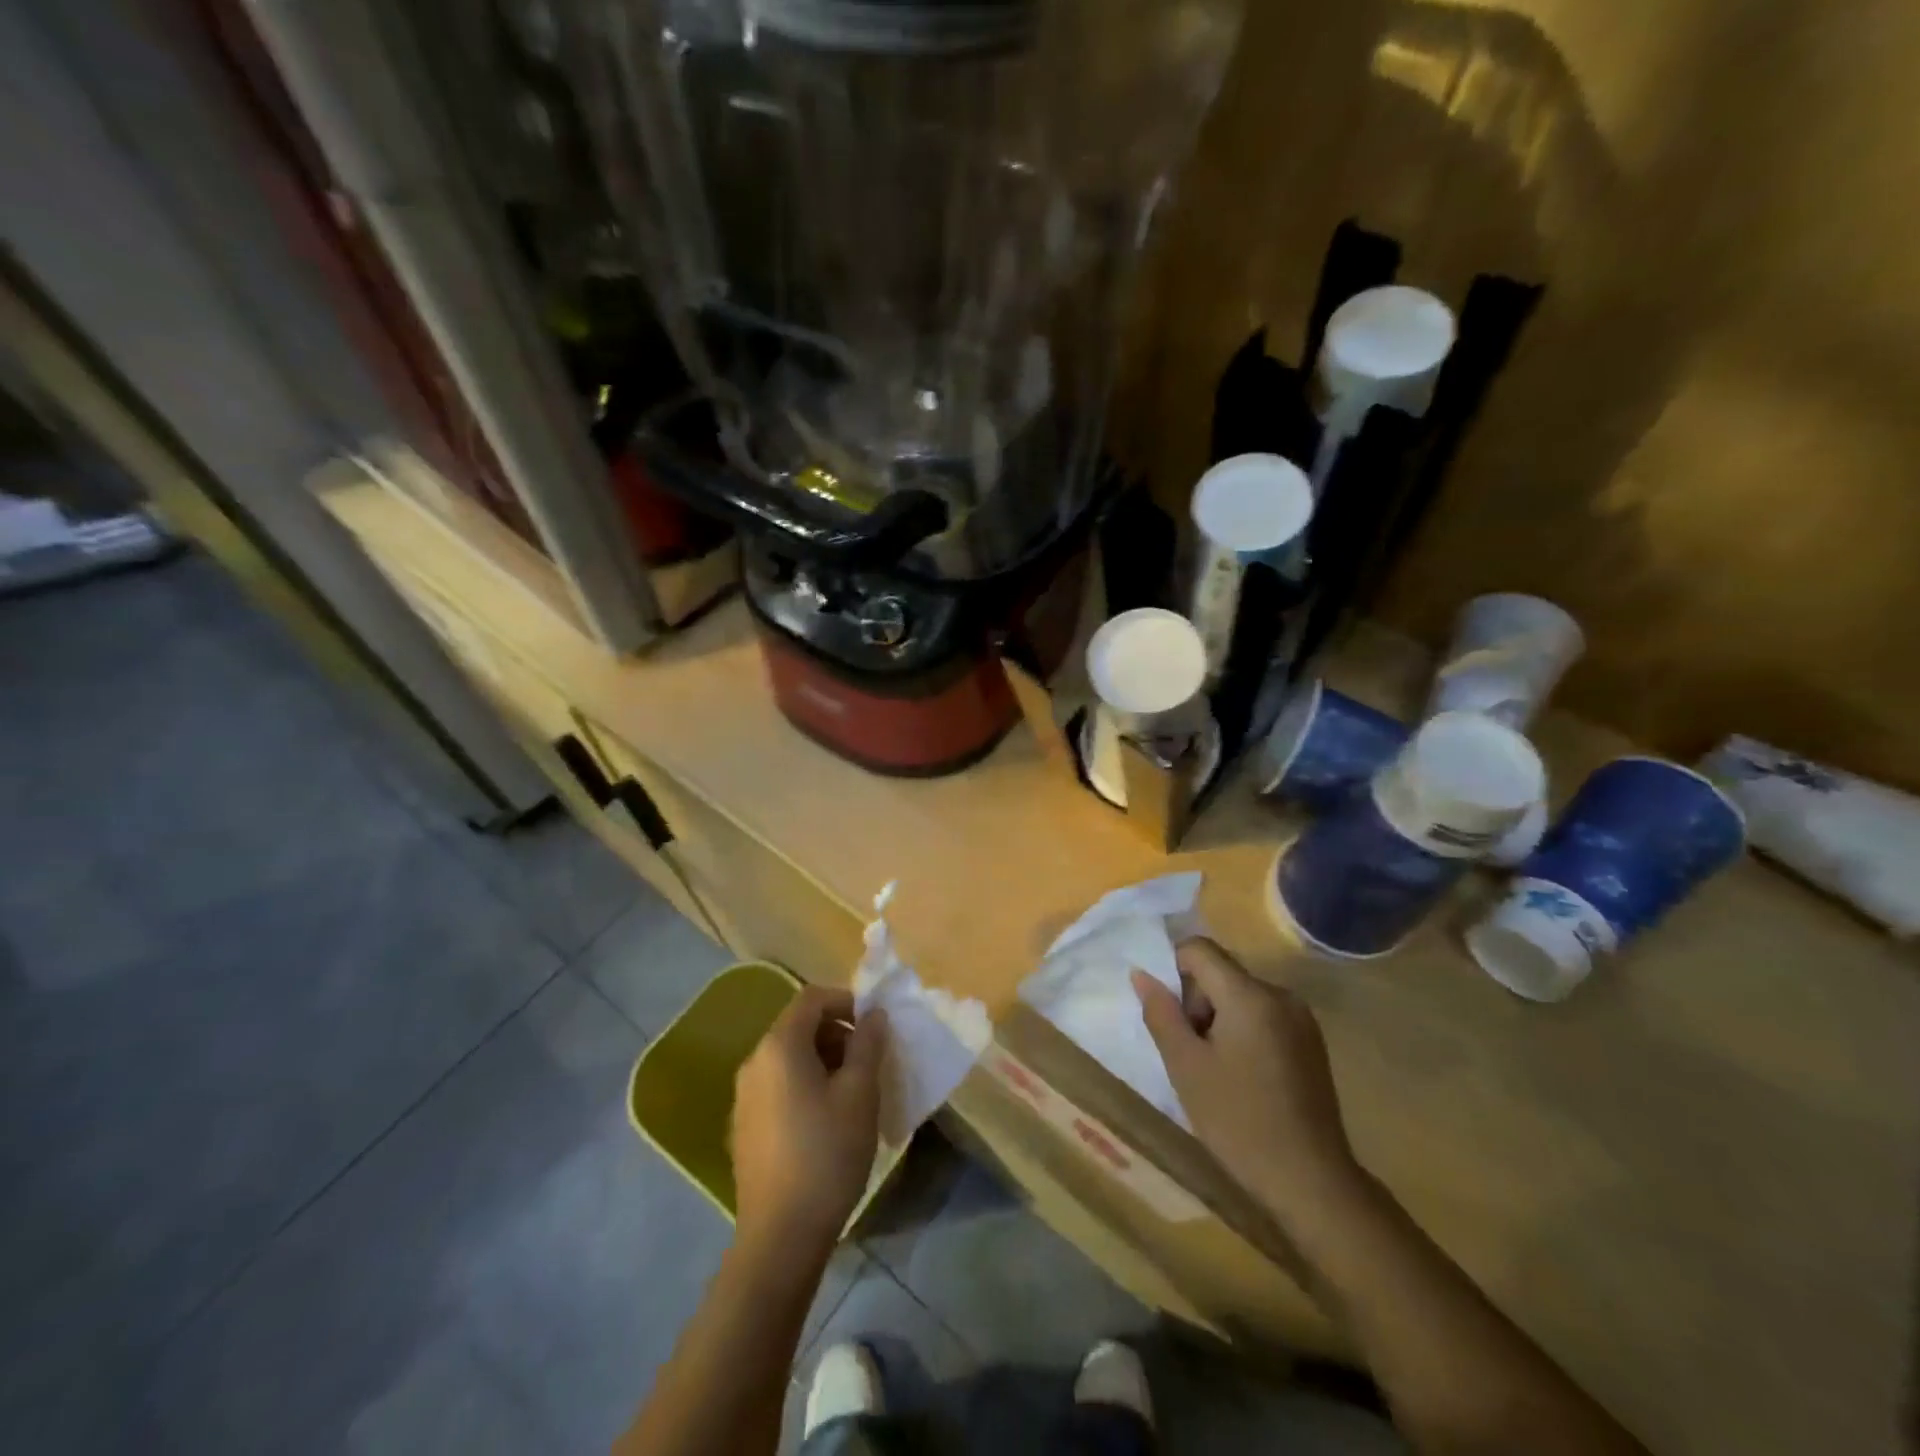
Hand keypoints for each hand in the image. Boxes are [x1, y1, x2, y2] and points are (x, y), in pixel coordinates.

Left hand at [731, 986, 886, 1253]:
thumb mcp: (860, 1093)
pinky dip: (805, 1085)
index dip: (846, 1001)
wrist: (781, 1235)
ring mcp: (743, 1097)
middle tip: (869, 1062)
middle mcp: (754, 1062)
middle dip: (837, 1033)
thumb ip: (868, 1044)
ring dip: (823, 1060)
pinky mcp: (744, 1126)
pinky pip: (778, 1086)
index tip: (874, 1026)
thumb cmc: (827, 1153)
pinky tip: (827, 1120)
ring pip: (788, 1058)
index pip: (812, 999)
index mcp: (778, 1046)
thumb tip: (874, 1014)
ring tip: (854, 1092)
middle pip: (798, 1027)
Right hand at [1133, 938, 1361, 1235]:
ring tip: (1215, 1070)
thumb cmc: (1239, 1121)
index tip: (1169, 1016)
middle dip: (1196, 1001)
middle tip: (1190, 1052)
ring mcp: (1301, 1018)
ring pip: (1240, 994)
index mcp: (1250, 995)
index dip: (1172, 970)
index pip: (1199, 949)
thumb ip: (1161, 1013)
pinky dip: (1242, 1031)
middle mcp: (1280, 994)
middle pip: (1221, 971)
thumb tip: (1142, 974)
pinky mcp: (1310, 1041)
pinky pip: (1263, 1014)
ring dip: (1217, 1018)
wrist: (1311, 1181)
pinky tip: (1242, 1077)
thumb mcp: (1185, 1066)